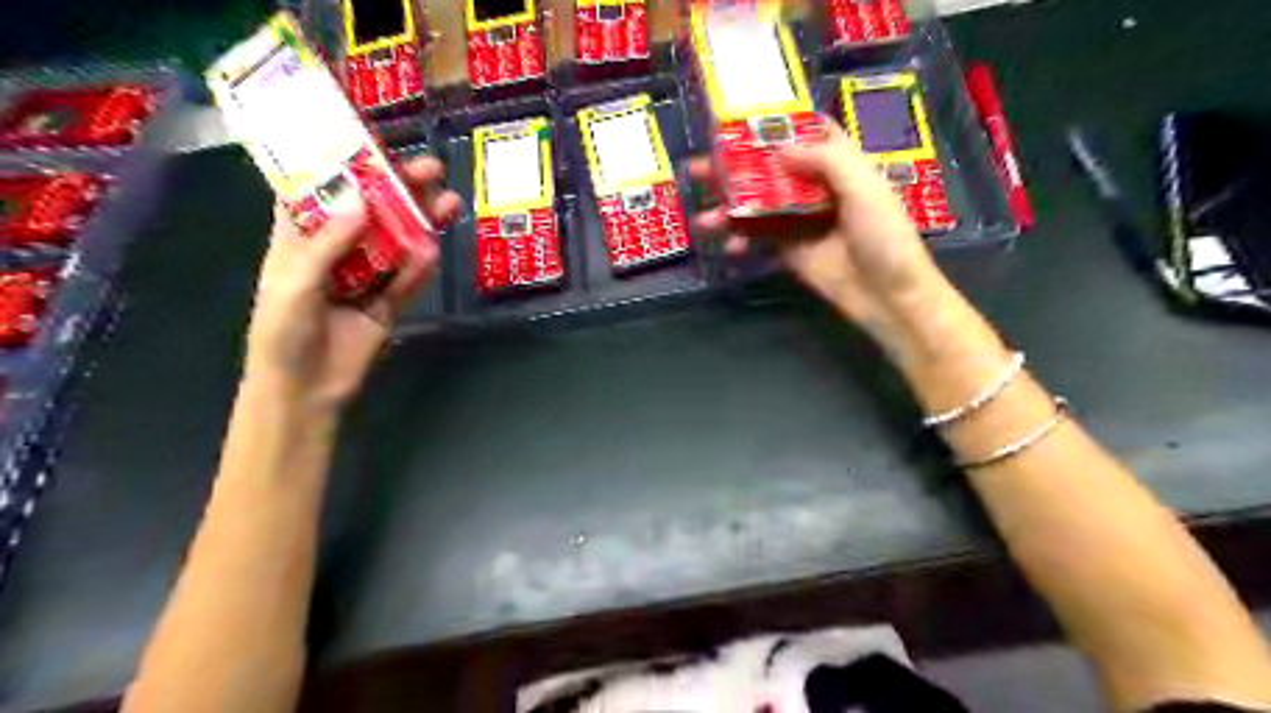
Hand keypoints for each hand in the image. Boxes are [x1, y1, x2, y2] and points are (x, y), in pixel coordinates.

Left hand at [241, 156, 463, 411]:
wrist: (307, 389)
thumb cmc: (283, 332)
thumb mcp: (296, 282)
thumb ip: (328, 242)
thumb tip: (362, 198)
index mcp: (300, 240)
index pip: (320, 191)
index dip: (343, 165)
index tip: (371, 140)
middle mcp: (336, 252)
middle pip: (371, 213)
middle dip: (399, 191)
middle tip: (430, 170)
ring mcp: (365, 278)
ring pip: (397, 243)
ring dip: (421, 224)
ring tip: (448, 203)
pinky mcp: (388, 304)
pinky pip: (408, 281)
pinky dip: (420, 268)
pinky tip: (434, 252)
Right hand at [691, 116, 948, 346]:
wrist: (888, 295)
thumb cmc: (884, 236)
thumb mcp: (864, 188)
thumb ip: (826, 161)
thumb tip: (779, 147)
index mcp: (839, 166)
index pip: (806, 135)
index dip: (777, 125)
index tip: (741, 120)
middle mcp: (816, 189)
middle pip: (770, 171)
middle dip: (734, 169)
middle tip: (698, 169)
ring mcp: (800, 222)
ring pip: (758, 207)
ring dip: (729, 211)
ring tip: (703, 220)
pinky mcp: (791, 252)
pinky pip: (760, 241)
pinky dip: (742, 243)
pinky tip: (730, 249)